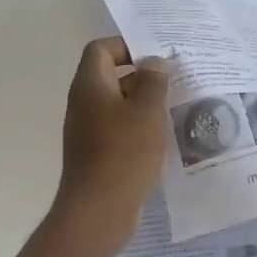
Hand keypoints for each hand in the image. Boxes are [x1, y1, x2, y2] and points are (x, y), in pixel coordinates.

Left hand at [57, 38, 170, 241]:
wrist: (98, 210)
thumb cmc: (123, 152)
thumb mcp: (147, 110)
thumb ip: (153, 80)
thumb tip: (153, 63)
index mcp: (90, 85)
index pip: (102, 49)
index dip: (127, 46)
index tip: (156, 57)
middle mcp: (83, 103)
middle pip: (110, 75)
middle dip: (142, 75)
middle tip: (173, 80)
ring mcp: (87, 129)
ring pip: (116, 103)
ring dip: (143, 102)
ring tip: (173, 107)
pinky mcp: (96, 152)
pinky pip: (117, 127)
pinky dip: (138, 125)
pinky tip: (161, 136)